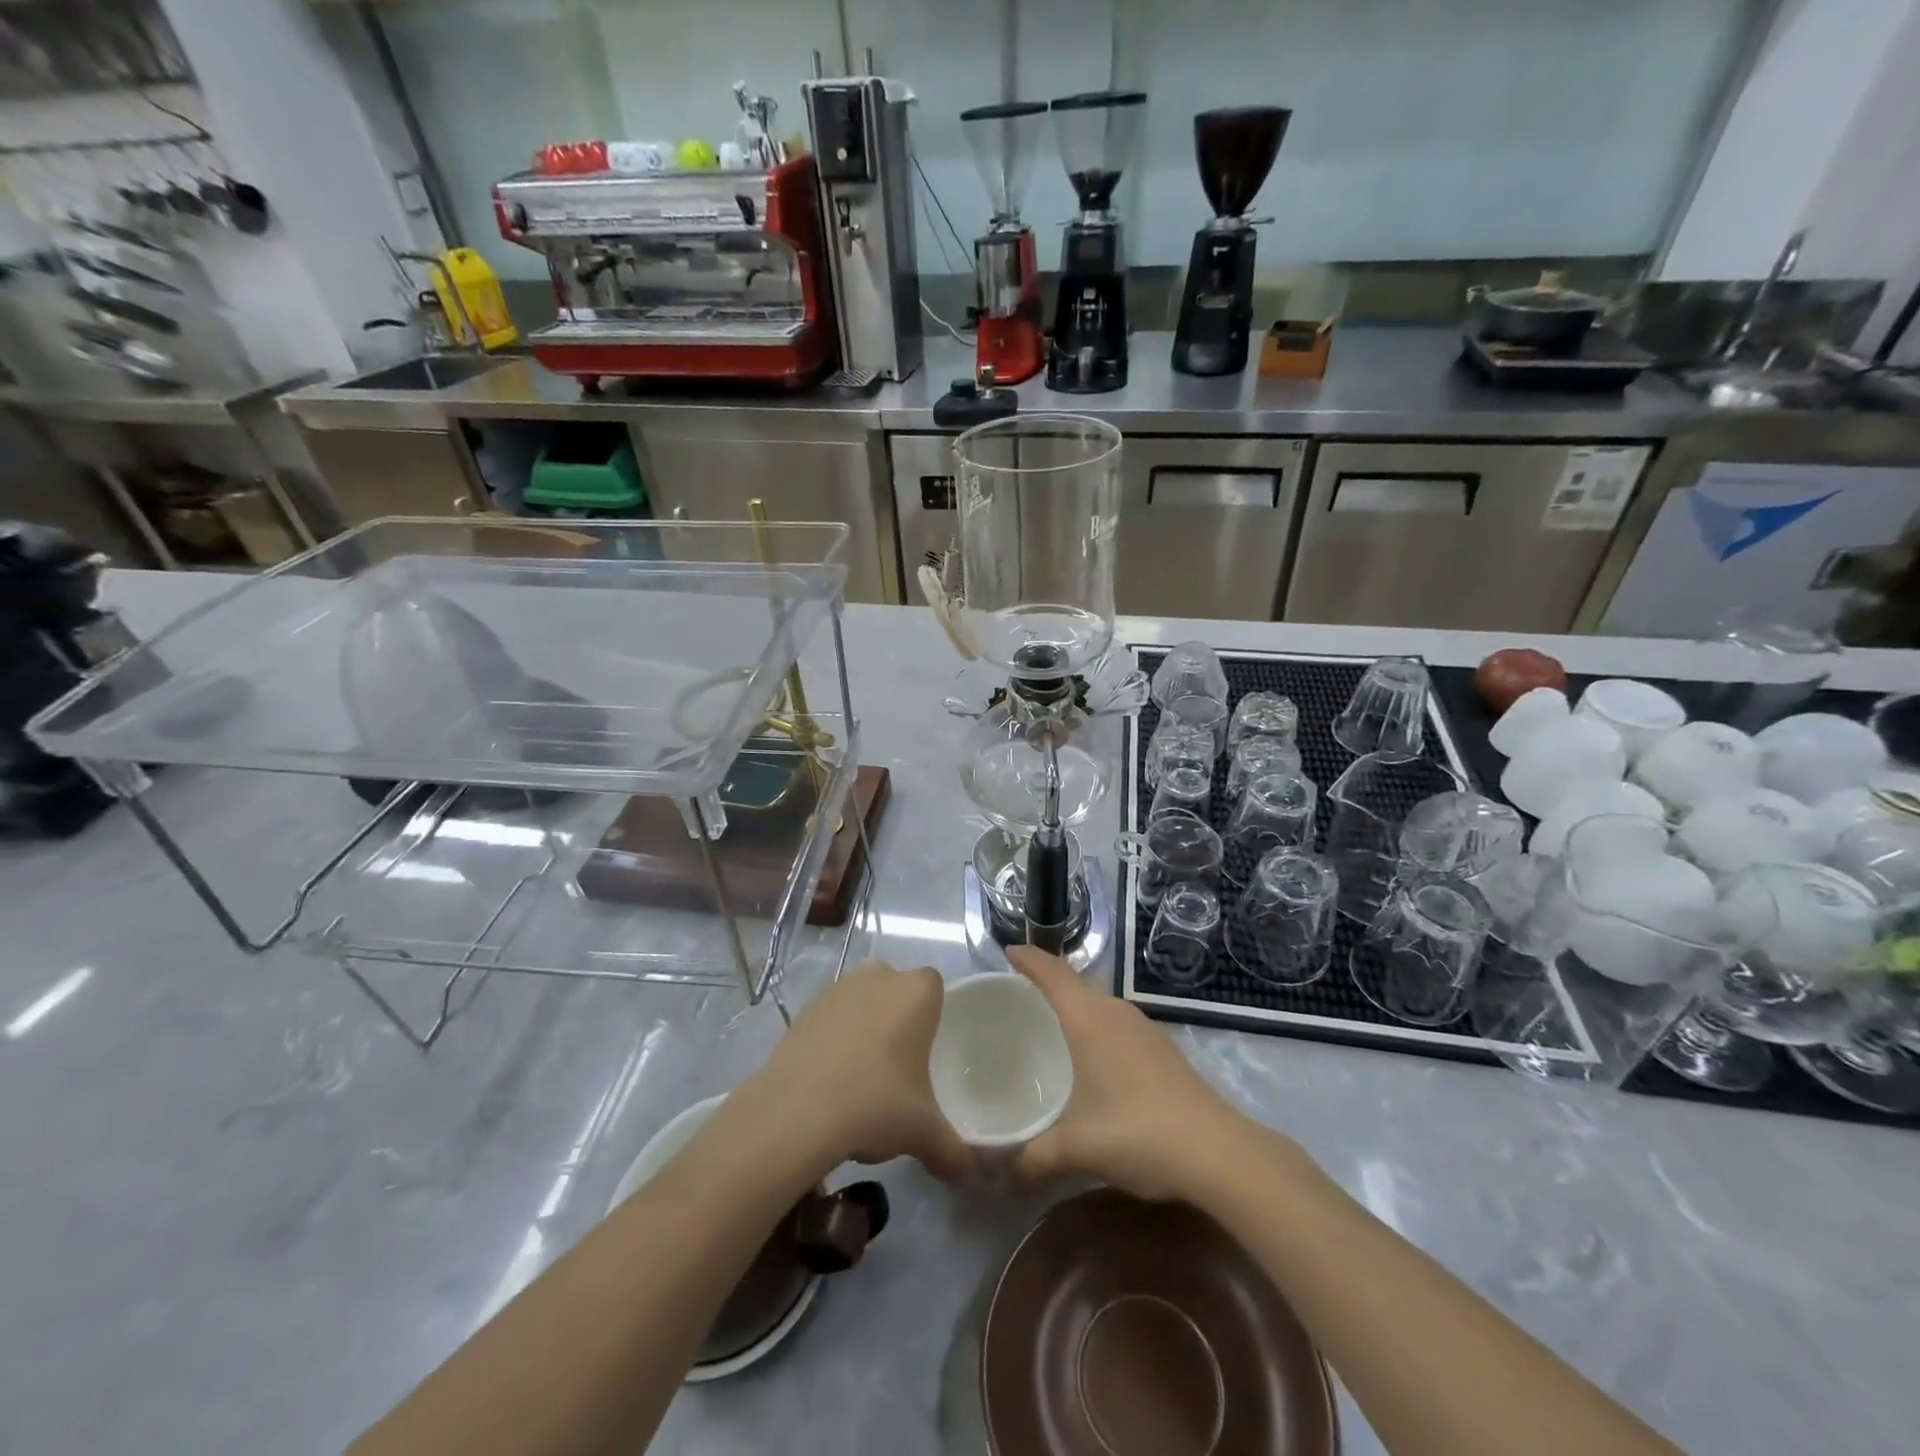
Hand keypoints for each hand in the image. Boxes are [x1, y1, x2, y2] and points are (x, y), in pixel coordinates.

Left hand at [750, 961, 973, 1181]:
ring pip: (862, 1000)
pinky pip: (831, 1016)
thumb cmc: (875, 1104)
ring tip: (862, 1076)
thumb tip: (973, 1175)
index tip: (929, 1053)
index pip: (935, 987)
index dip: (934, 1016)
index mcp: (918, 991)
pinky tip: (831, 1078)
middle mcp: (880, 976)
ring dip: (865, 1025)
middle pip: (897, 990)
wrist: (795, 1113)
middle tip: (899, 1066)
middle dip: (899, 1018)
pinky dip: (834, 1037)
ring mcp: (838, 988)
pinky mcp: (805, 1008)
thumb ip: (955, 1152)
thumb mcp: (924, 1134)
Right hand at [1006, 945, 1241, 1200]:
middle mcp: (1116, 1013)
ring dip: (1073, 1004)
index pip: (1053, 974)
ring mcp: (1143, 1029)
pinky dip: (1094, 1025)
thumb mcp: (1078, 1148)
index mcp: (1090, 1019)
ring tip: (1048, 1023)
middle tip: (1015, 996)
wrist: (1219, 1152)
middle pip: (1075, 984)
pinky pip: (1115, 1022)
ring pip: (1098, 1003)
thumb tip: (1000, 1174)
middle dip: (1045, 982)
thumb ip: (1034, 1157)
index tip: (1006, 950)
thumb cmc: (1139, 1134)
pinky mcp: (1161, 1049)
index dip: (1028, 958)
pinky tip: (1091, 1057)